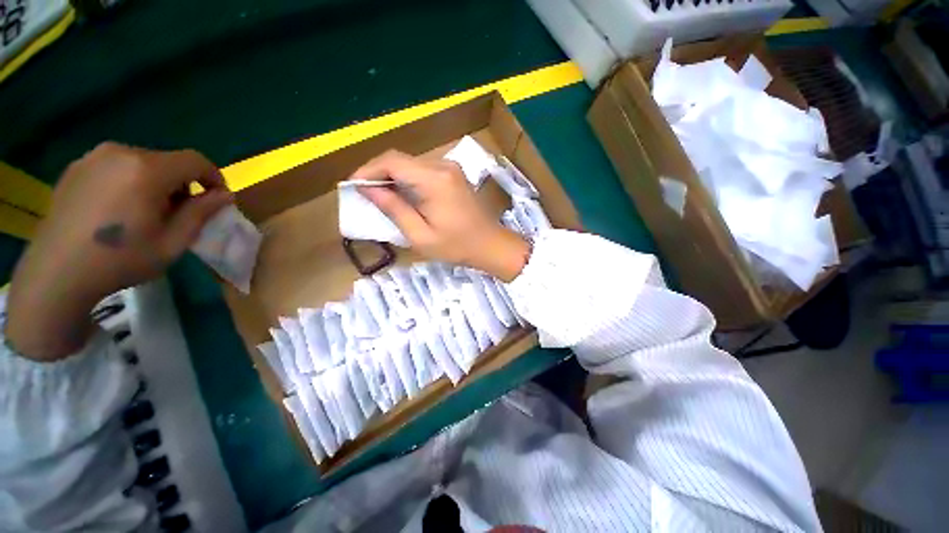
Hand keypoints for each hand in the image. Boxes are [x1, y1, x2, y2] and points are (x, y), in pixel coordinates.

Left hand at [6, 143, 232, 360]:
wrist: (56, 273)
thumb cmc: (120, 260)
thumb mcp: (173, 243)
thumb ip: (201, 213)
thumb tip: (224, 196)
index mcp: (146, 170)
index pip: (195, 161)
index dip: (214, 178)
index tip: (217, 199)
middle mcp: (120, 152)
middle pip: (167, 161)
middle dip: (181, 185)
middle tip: (177, 214)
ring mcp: (93, 157)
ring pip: (141, 163)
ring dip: (154, 183)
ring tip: (145, 213)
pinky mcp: (75, 167)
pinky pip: (116, 167)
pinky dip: (128, 182)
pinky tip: (117, 210)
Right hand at [351, 150, 528, 281]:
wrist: (491, 245)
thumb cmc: (457, 246)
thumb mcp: (420, 235)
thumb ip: (394, 209)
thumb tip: (368, 189)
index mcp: (434, 180)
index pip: (392, 162)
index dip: (367, 170)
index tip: (352, 186)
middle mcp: (443, 166)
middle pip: (400, 160)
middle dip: (378, 174)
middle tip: (364, 194)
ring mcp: (450, 168)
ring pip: (411, 164)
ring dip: (392, 177)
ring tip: (380, 197)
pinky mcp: (454, 174)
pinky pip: (423, 170)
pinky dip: (407, 179)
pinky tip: (402, 195)